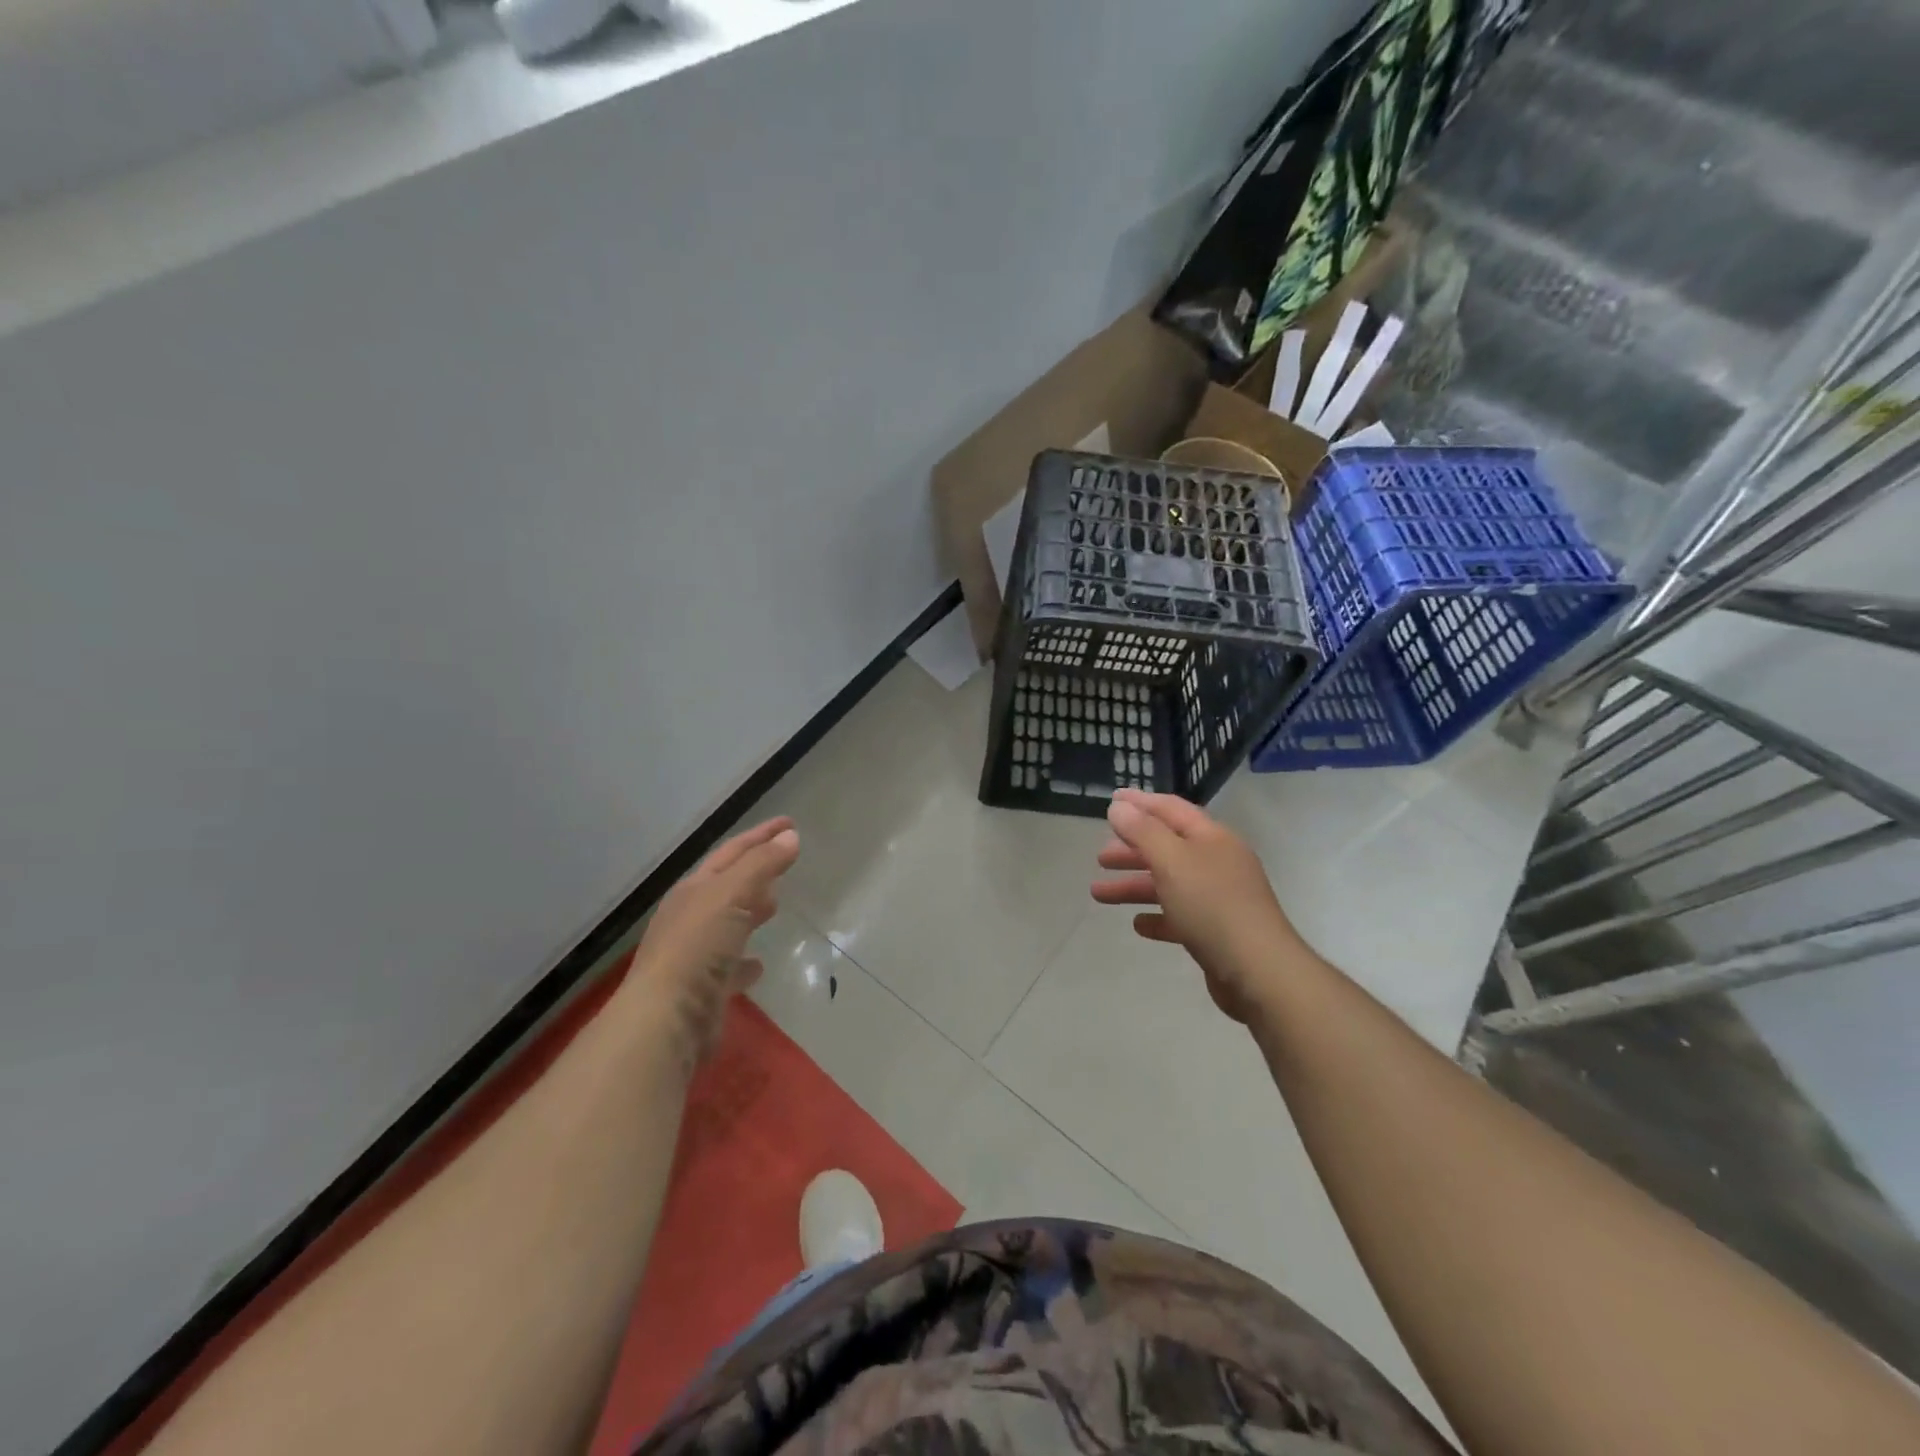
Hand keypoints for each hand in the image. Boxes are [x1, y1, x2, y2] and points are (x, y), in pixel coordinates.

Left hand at [627, 817, 800, 1069]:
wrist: (666, 1019)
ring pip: (728, 924)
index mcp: (694, 890)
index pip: (732, 852)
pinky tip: (759, 966)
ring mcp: (694, 955)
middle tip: (784, 863)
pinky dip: (746, 961)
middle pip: (727, 886)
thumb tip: (790, 837)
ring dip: (750, 912)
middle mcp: (690, 918)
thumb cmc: (698, 947)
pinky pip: (730, 967)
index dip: (761, 836)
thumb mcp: (732, 895)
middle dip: (754, 871)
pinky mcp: (703, 990)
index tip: (790, 823)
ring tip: (776, 906)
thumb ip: (762, 865)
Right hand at [1091, 790, 1304, 1022]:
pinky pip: (1179, 917)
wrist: (1259, 971)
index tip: (1111, 800)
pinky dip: (1157, 916)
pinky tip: (1138, 924)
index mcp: (1211, 838)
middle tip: (1100, 857)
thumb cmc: (1212, 906)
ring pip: (1168, 884)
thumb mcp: (1172, 861)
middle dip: (1131, 850)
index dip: (1140, 802)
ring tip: (1098, 894)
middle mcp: (1217, 862)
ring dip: (1133, 885)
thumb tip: (1119, 807)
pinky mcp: (1216, 932)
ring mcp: (1218, 898)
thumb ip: (1142, 831)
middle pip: (1167, 847)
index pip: (1170, 809)